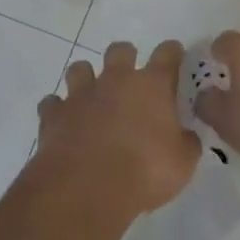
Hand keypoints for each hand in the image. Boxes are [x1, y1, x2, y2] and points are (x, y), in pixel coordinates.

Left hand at [35, 41, 200, 216]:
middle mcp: (115, 80)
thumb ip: (186, 143)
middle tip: (130, 77)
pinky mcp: (54, 114)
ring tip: (91, 97)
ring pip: (80, 69)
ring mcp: (81, 94)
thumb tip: (186, 136)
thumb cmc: (144, 172)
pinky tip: (64, 123)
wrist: (87, 188)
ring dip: (86, 79)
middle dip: (125, 58)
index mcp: (151, 86)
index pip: (167, 55)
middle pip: (120, 51)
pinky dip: (58, 110)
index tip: (174, 54)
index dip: (172, 52)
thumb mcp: (182, 164)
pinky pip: (52, 103)